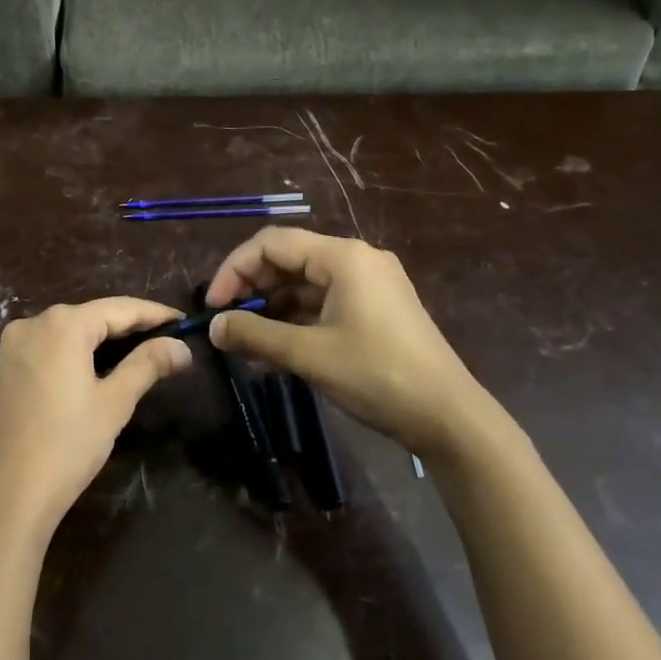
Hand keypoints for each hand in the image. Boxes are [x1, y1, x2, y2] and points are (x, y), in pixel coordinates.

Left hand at [0, 298, 193, 543]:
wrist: (4, 498)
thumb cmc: (66, 446)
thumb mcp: (114, 404)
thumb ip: (147, 365)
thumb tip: (181, 346)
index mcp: (62, 325)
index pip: (119, 308)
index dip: (154, 314)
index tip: (183, 321)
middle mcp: (32, 324)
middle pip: (91, 316)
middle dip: (128, 325)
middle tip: (165, 338)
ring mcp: (11, 348)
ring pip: (67, 332)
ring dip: (101, 339)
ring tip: (137, 351)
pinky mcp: (1, 372)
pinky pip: (47, 350)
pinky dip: (74, 353)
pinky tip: (93, 369)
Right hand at [205, 228, 508, 463]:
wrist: (448, 416)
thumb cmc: (376, 375)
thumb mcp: (309, 354)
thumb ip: (256, 335)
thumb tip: (213, 326)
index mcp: (343, 257)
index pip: (272, 243)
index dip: (234, 269)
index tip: (213, 305)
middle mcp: (356, 260)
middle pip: (288, 259)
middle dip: (251, 287)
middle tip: (226, 322)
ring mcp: (370, 284)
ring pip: (305, 283)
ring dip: (272, 306)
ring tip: (245, 339)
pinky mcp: (376, 309)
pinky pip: (324, 302)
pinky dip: (296, 318)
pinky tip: (275, 346)